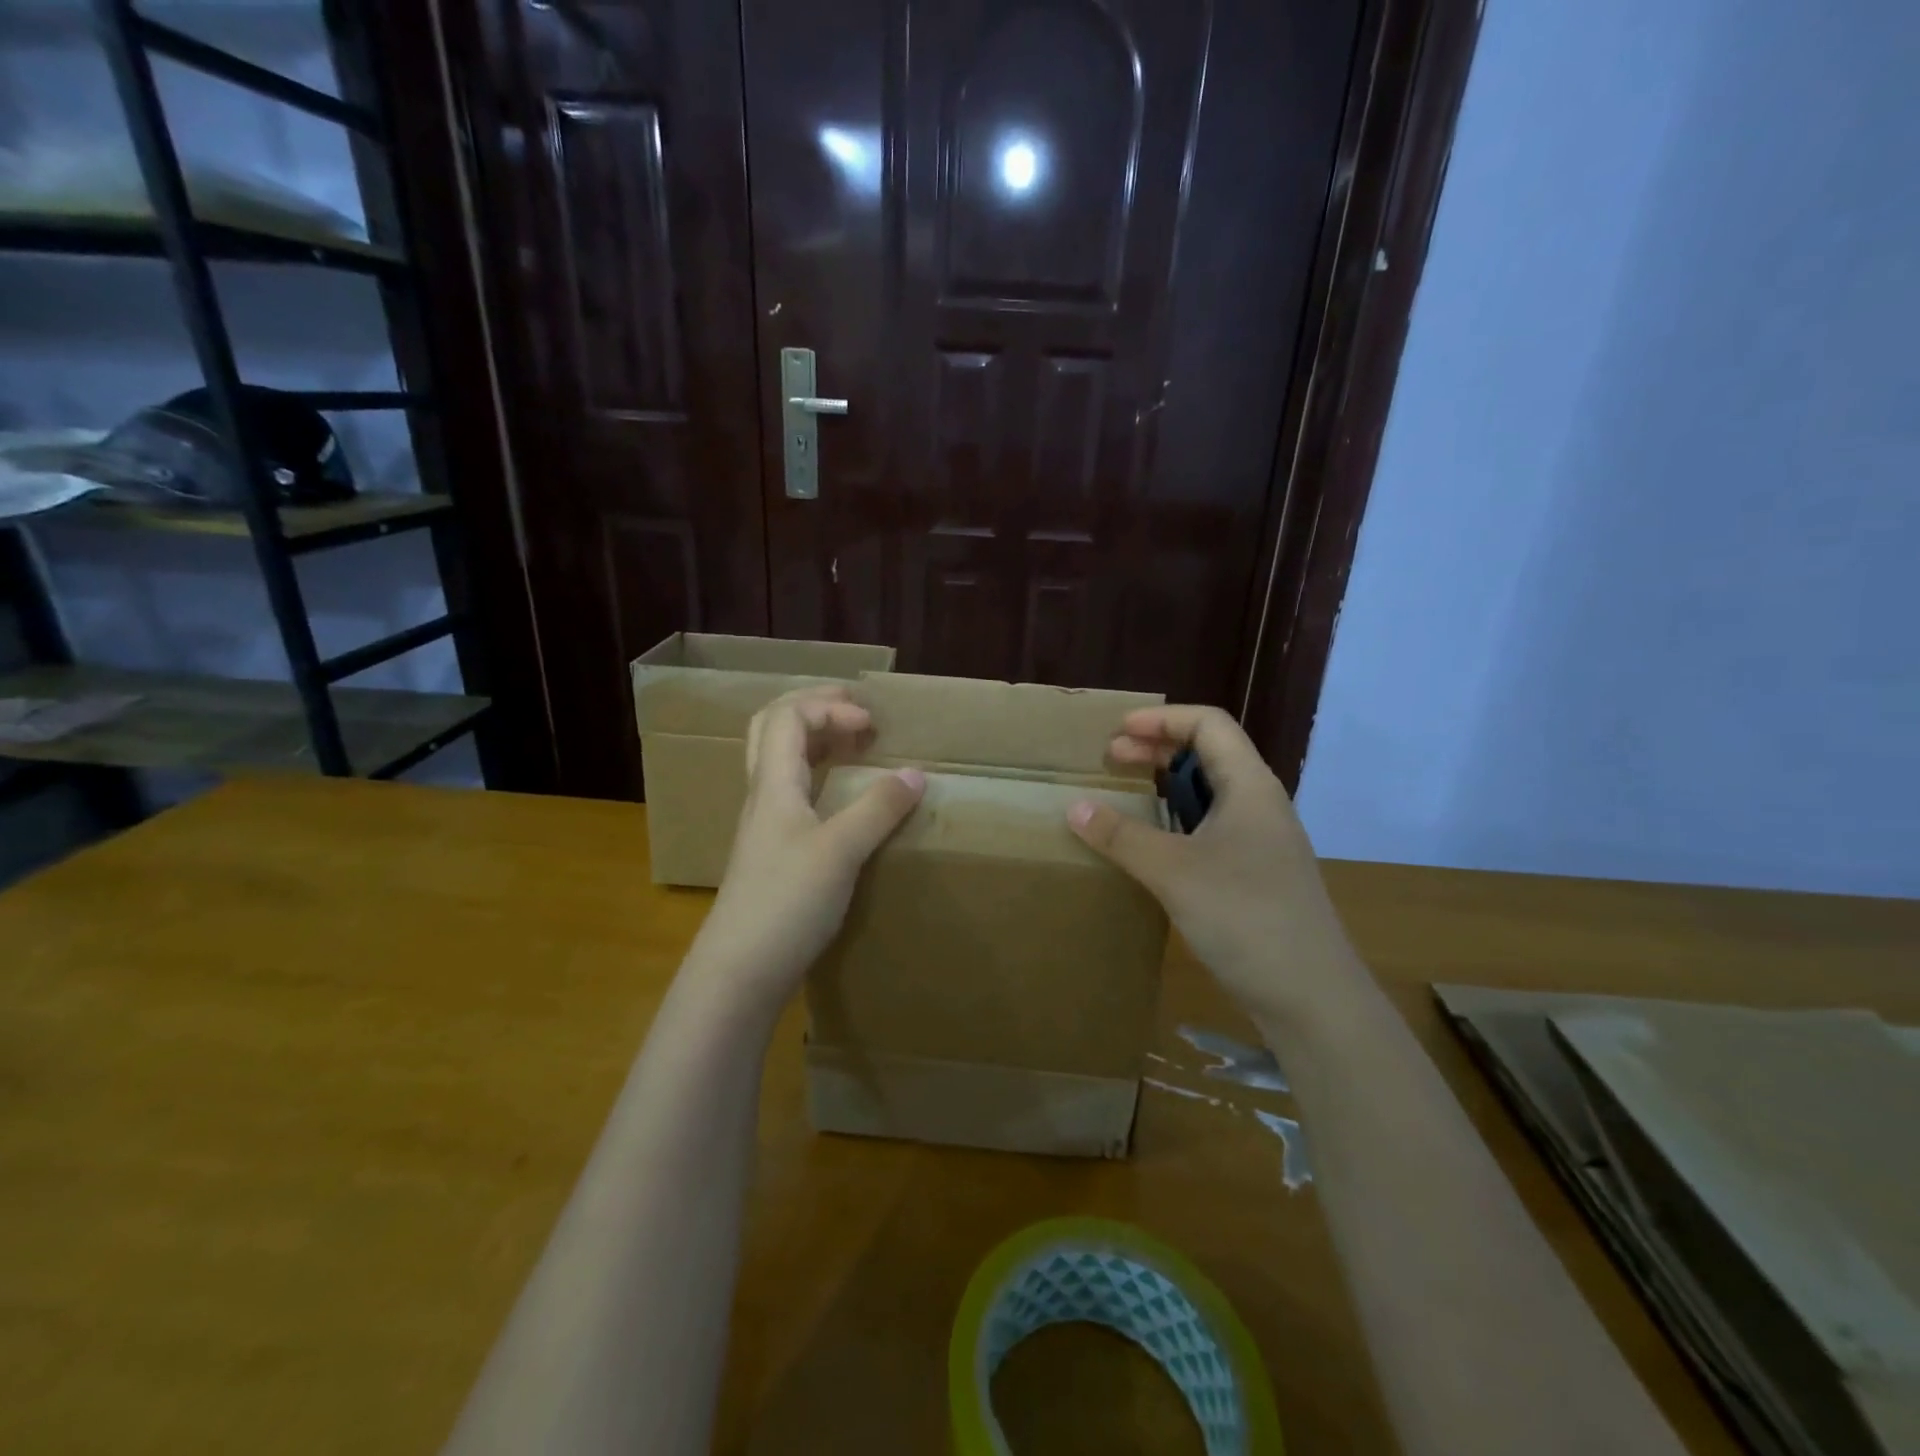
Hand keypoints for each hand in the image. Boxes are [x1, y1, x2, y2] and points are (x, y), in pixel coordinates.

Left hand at [684, 686, 924, 1010]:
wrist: (739, 972)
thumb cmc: (786, 903)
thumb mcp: (841, 851)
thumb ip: (878, 809)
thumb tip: (915, 773)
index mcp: (773, 784)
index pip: (789, 716)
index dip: (830, 708)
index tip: (871, 726)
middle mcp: (762, 796)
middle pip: (773, 728)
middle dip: (814, 708)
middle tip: (853, 711)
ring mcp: (763, 825)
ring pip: (779, 761)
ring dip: (813, 740)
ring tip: (852, 744)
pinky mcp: (771, 853)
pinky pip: (790, 792)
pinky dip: (816, 775)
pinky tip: (840, 797)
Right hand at [1066, 705, 1363, 1029]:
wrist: (1311, 996)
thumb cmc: (1245, 917)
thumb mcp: (1174, 871)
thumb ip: (1122, 836)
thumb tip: (1075, 807)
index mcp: (1250, 787)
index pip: (1209, 725)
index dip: (1162, 719)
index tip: (1117, 733)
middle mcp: (1260, 805)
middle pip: (1209, 754)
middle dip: (1157, 749)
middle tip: (1111, 761)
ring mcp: (1261, 842)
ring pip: (1210, 794)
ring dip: (1166, 786)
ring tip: (1125, 795)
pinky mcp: (1256, 875)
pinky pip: (1211, 829)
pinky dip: (1177, 822)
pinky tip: (1152, 845)